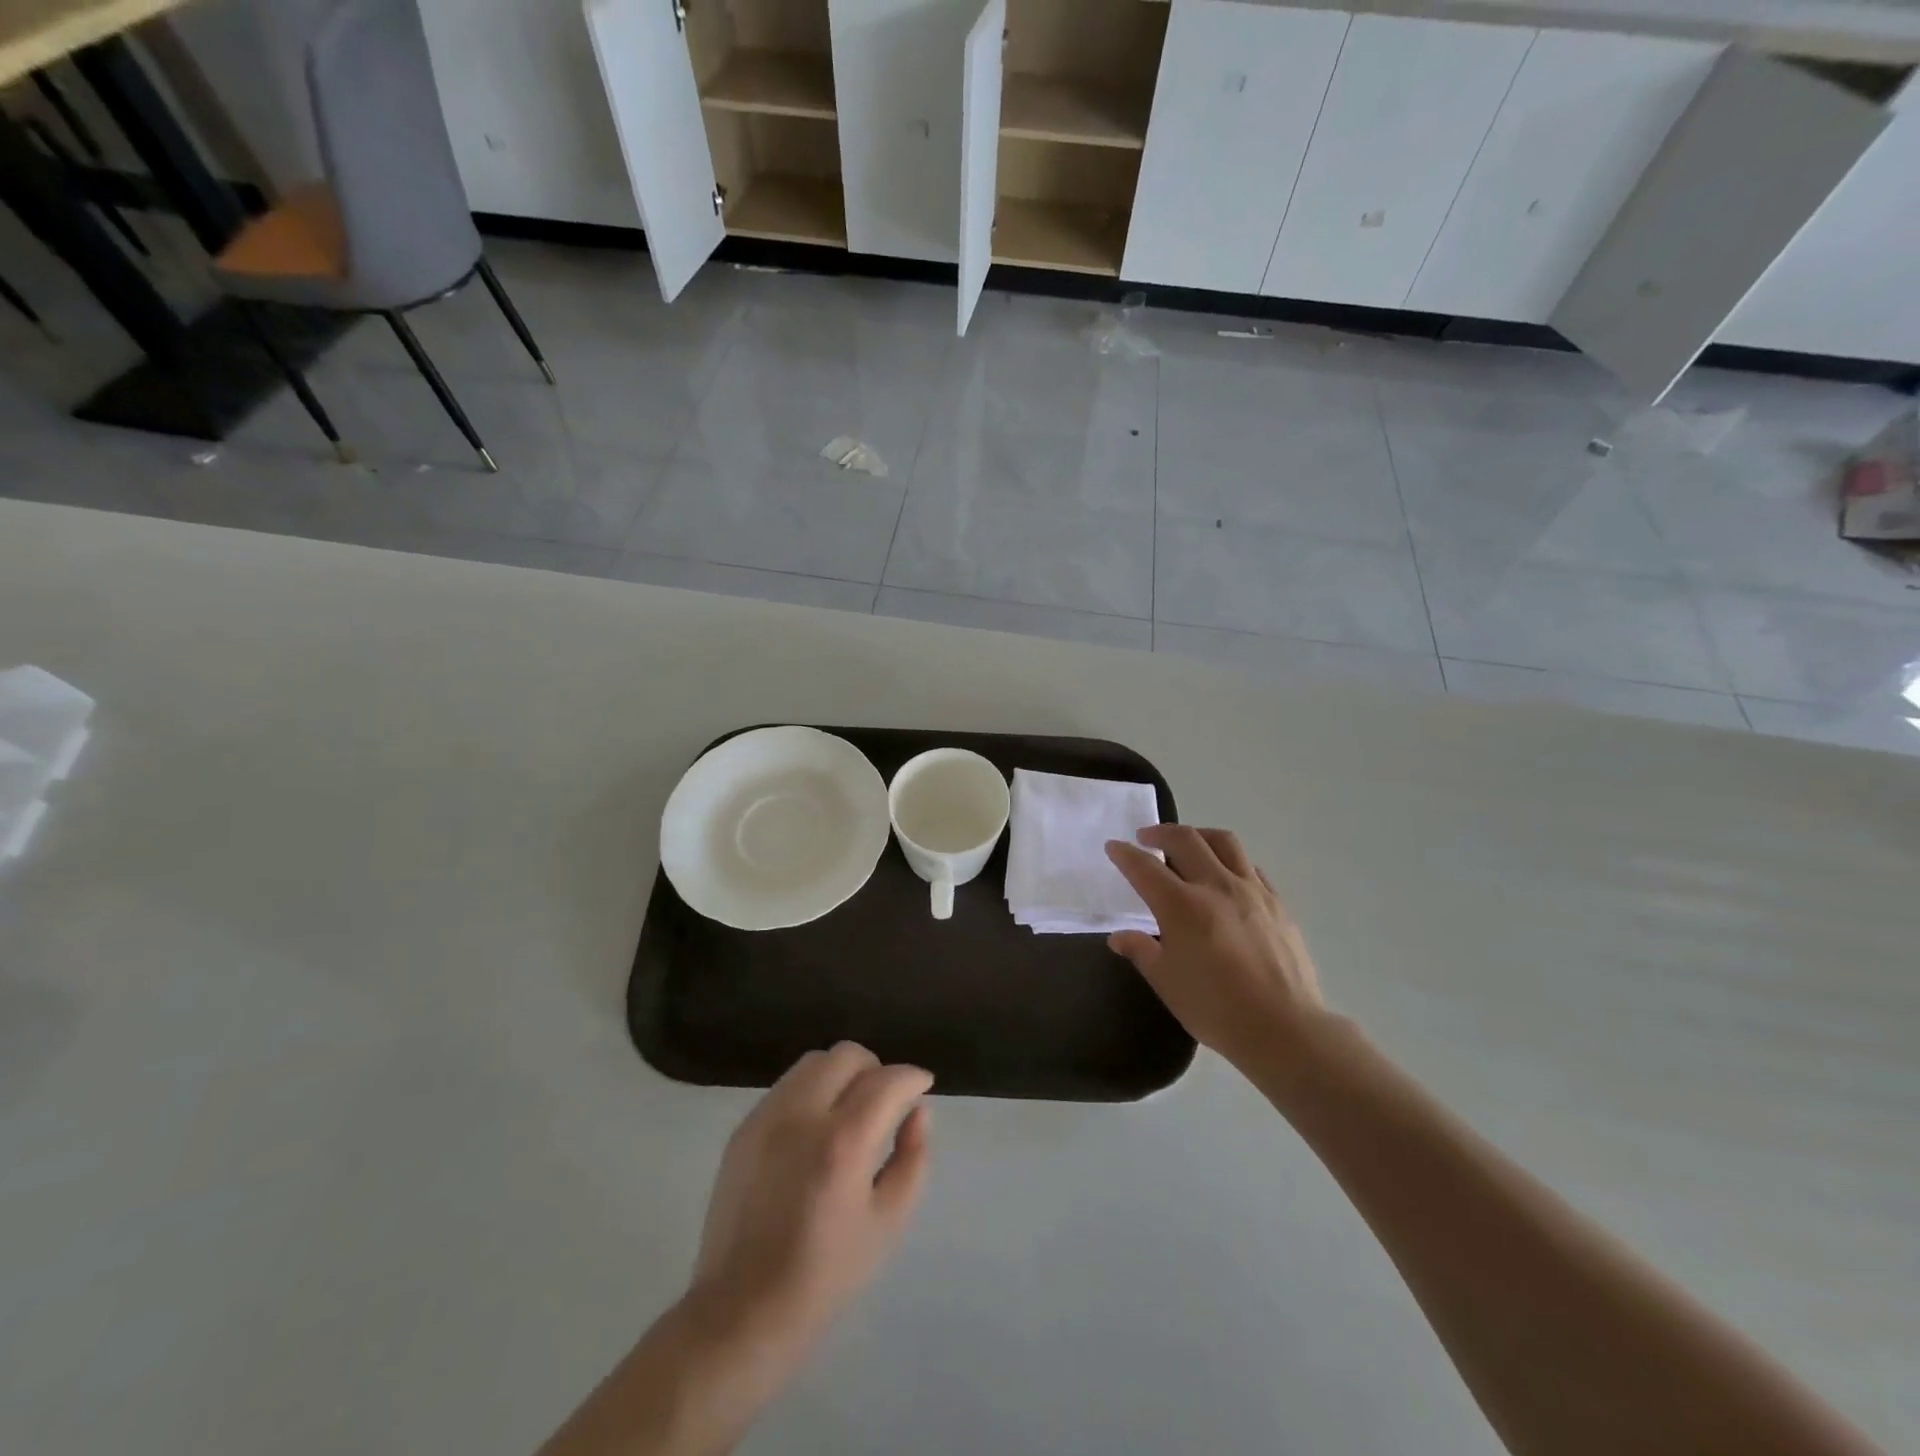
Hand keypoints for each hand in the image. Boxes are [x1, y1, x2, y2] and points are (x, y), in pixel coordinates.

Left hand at [688, 1043, 932, 1372]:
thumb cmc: (825, 1275)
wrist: (741, 1312)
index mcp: (842, 1142)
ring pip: (813, 1062)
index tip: (922, 1087)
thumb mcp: (888, 1223)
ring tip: (849, 1112)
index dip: (912, 1078)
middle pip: (847, 1055)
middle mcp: (802, 1115)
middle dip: (876, 1069)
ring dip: (841, 1074)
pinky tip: (815, 1130)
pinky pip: (787, 1087)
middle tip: (886, 1102)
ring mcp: (766, 1117)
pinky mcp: (743, 1128)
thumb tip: (918, 1111)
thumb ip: (912, 1158)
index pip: (887, 1081)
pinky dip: (811, 1091)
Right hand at [1106, 825, 1327, 1073]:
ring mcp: (1251, 891)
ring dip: (1198, 835)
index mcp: (1181, 906)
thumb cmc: (1216, 1008)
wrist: (1285, 1028)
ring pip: (1223, 842)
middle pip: (1185, 840)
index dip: (1125, 854)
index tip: (1113, 847)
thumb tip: (1119, 936)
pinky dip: (1230, 860)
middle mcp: (1215, 886)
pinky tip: (1225, 875)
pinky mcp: (1276, 903)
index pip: (1144, 867)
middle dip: (1160, 832)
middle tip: (1146, 838)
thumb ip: (1141, 951)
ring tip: (1188, 843)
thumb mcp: (1167, 983)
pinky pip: (1250, 866)